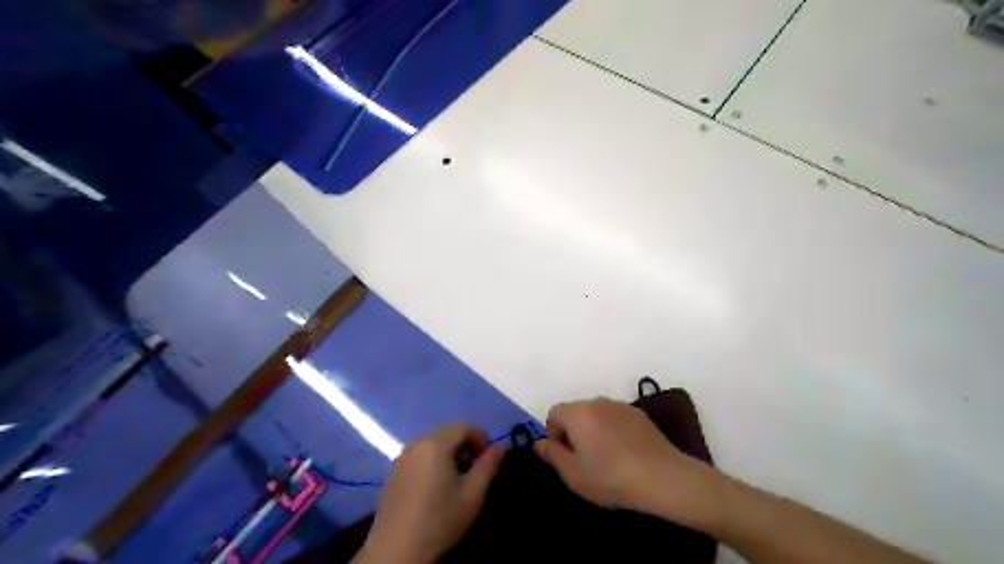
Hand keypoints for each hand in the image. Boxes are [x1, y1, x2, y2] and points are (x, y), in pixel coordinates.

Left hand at [357, 425, 506, 561]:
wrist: (397, 551)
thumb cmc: (440, 519)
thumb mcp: (473, 493)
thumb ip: (489, 465)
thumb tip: (502, 445)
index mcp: (435, 443)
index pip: (464, 426)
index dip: (481, 438)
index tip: (489, 459)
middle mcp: (416, 444)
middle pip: (446, 434)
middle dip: (465, 447)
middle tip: (475, 470)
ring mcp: (401, 459)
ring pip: (432, 446)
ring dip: (449, 456)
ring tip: (457, 480)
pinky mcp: (392, 475)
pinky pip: (418, 459)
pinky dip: (432, 464)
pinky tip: (436, 490)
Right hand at [538, 399, 717, 525]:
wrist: (662, 477)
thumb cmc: (610, 478)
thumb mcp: (573, 474)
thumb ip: (552, 455)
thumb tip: (539, 443)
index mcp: (577, 413)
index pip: (554, 413)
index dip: (554, 434)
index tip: (565, 457)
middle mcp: (597, 402)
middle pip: (575, 412)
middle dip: (573, 432)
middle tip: (583, 460)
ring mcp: (620, 406)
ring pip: (596, 415)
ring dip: (594, 430)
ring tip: (606, 458)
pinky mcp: (639, 414)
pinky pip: (616, 418)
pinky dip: (613, 430)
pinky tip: (625, 454)